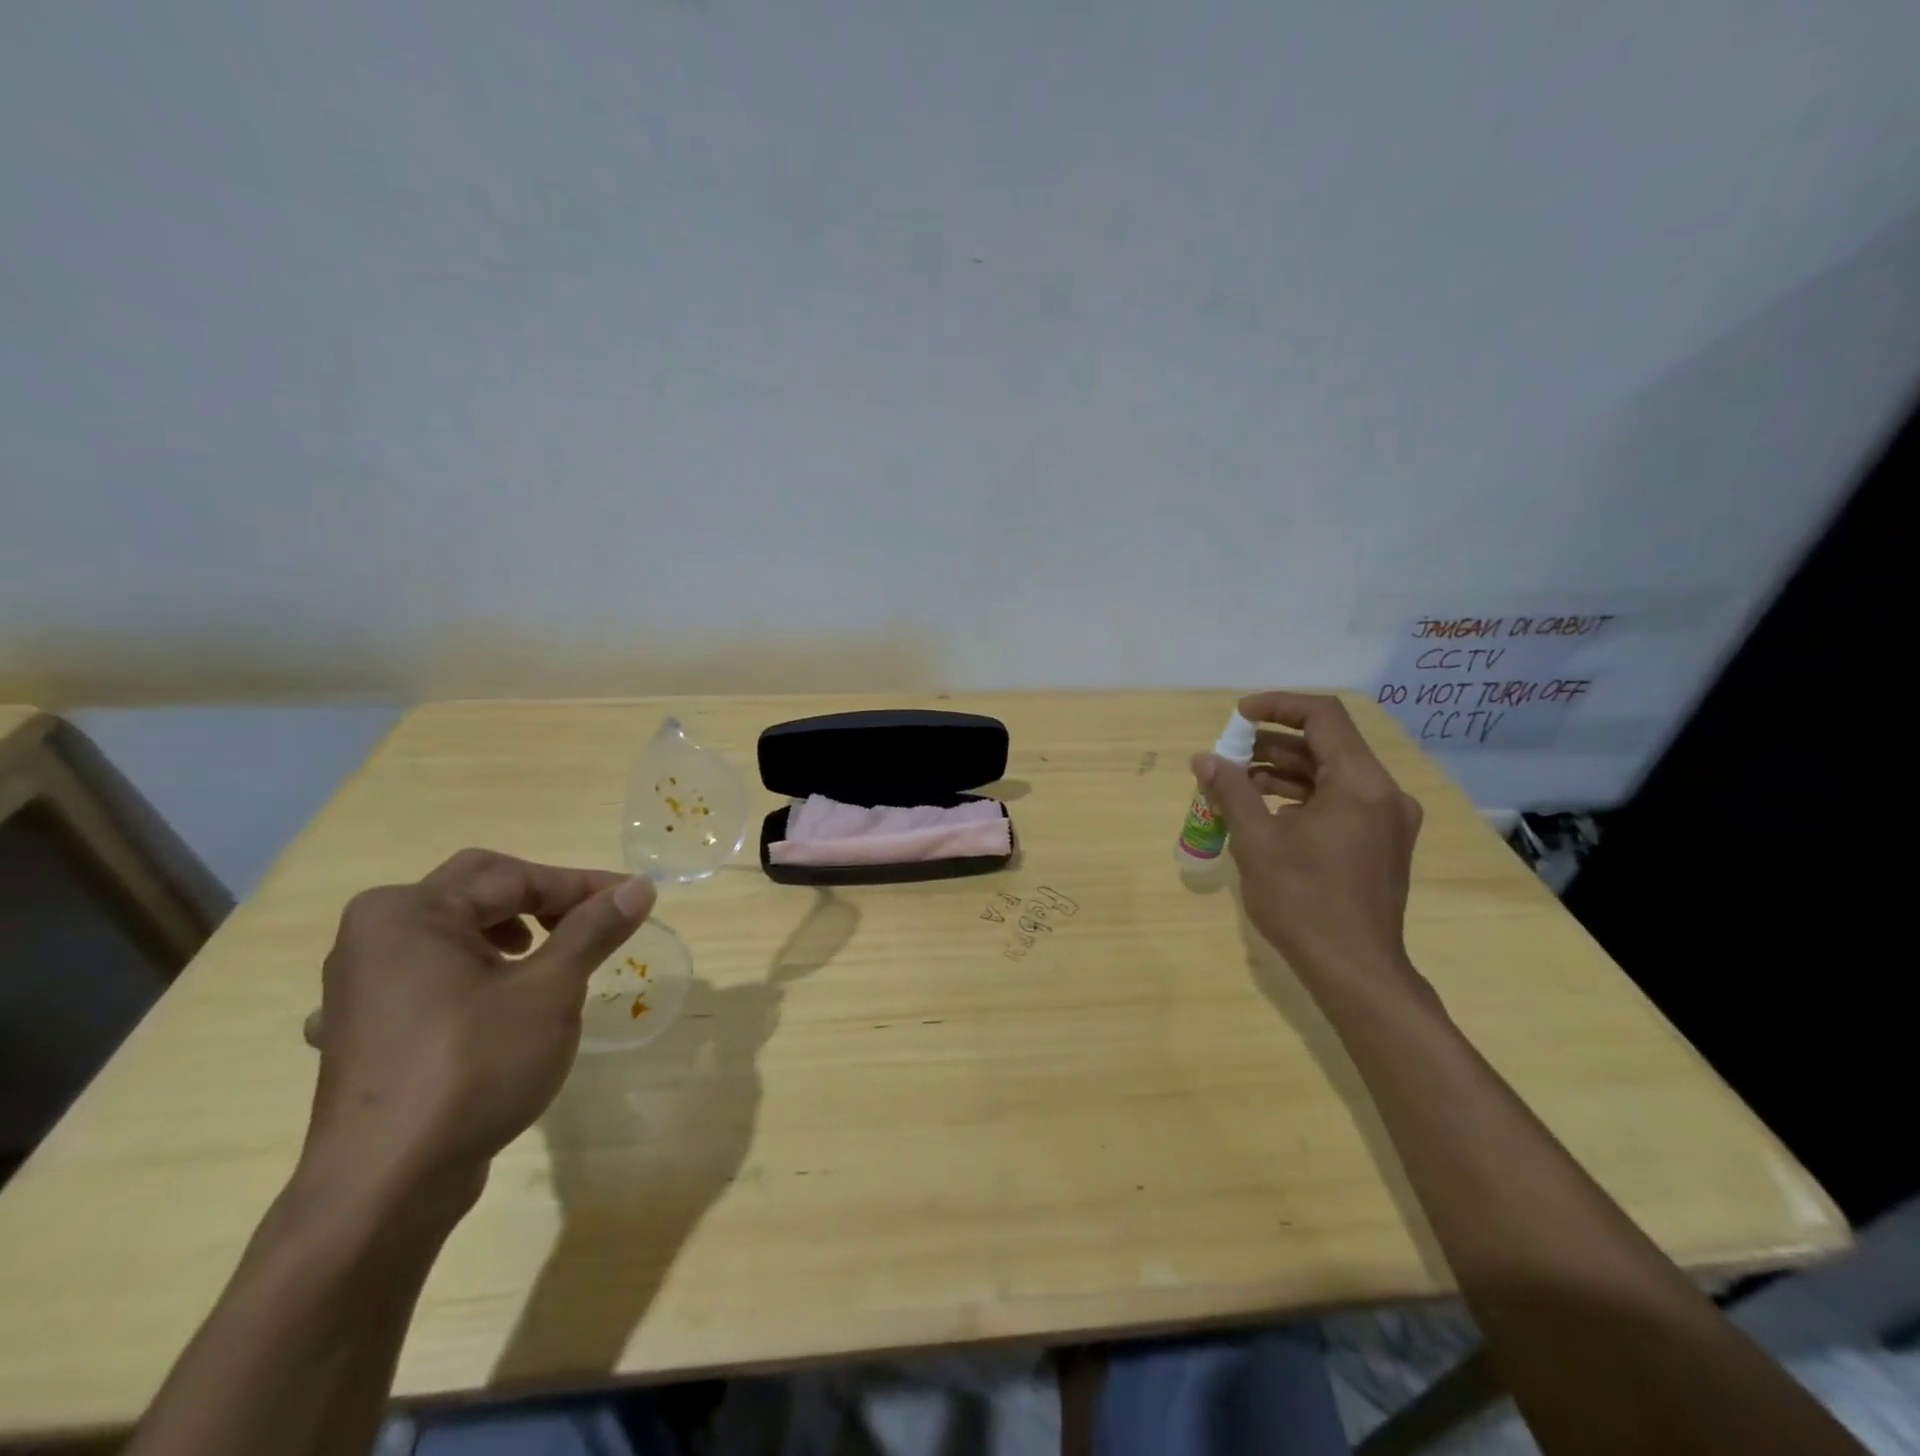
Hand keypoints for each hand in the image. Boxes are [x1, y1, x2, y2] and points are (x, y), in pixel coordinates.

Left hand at [298, 850, 655, 1206]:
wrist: (384, 1189)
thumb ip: (594, 930)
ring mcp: (359, 988)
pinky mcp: (364, 1031)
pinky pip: (430, 977)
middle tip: (591, 922)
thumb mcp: (550, 991)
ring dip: (511, 934)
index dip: (580, 885)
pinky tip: (491, 1002)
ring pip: (453, 934)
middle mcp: (373, 937)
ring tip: (551, 960)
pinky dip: (474, 973)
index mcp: (408, 912)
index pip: (513, 876)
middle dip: (542, 901)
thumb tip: (640, 888)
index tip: (633, 899)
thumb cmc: (472, 1068)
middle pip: (477, 892)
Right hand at [1192, 692, 1423, 988]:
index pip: (1322, 716)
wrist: (1355, 971)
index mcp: (1360, 783)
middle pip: (1326, 745)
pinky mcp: (1381, 843)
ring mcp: (1387, 820)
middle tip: (1226, 755)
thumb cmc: (1303, 901)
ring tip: (1236, 783)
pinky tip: (1266, 814)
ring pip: (1331, 775)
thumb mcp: (1256, 841)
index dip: (1277, 706)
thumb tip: (1204, 759)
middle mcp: (1383, 793)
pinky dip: (1302, 798)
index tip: (1237, 716)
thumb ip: (1231, 791)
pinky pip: (1340, 801)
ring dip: (1283, 772)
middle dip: (1271, 744)